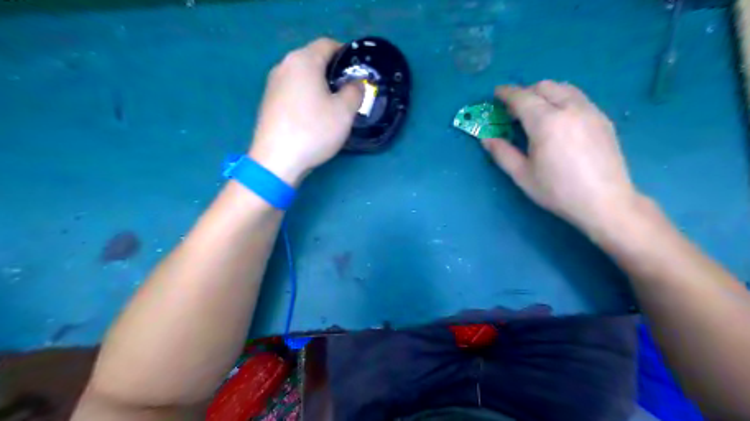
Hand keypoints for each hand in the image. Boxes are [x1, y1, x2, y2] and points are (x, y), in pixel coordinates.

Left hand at [248, 38, 363, 184]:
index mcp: (303, 60)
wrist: (276, 160)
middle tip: (348, 91)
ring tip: (332, 105)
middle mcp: (284, 66)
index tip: (357, 72)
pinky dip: (306, 96)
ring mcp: (272, 84)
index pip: (328, 44)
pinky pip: (292, 90)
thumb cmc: (313, 131)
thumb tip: (355, 83)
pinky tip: (312, 116)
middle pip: (313, 59)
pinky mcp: (268, 102)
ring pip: (302, 76)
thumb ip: (355, 91)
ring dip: (319, 85)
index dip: (346, 54)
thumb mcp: (344, 112)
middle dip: (333, 71)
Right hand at [484, 80, 640, 234]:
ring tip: (536, 110)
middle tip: (514, 108)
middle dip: (525, 91)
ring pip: (564, 88)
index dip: (506, 93)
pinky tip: (559, 119)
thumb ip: (502, 153)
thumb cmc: (558, 191)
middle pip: (544, 86)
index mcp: (546, 122)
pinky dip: (562, 98)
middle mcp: (569, 108)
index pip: (522, 97)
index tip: (496, 93)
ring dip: (545, 92)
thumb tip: (486, 138)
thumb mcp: (522, 175)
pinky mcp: (603, 118)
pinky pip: (578, 97)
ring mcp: (590, 111)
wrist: (605, 202)